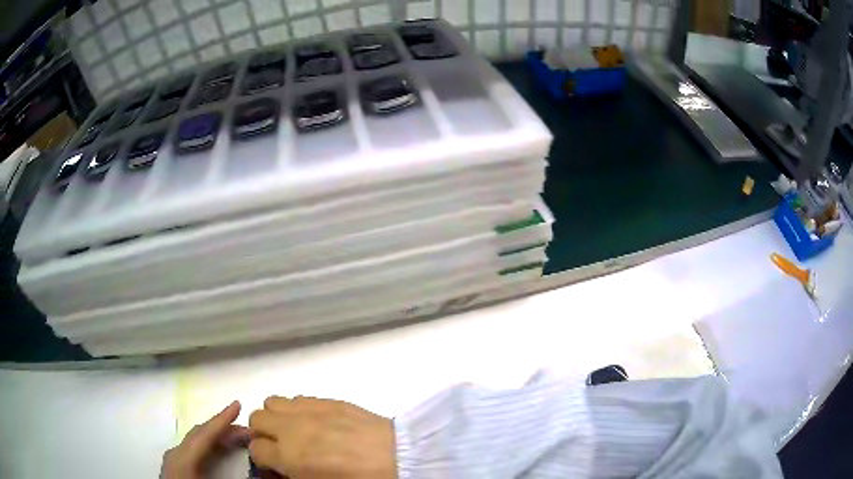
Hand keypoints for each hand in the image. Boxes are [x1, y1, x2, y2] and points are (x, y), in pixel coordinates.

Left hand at [161, 401, 250, 478]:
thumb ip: (233, 478)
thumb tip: (260, 474)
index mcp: (183, 459)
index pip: (204, 435)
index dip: (222, 419)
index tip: (238, 404)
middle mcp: (176, 454)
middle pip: (200, 434)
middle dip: (224, 428)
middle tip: (250, 430)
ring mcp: (174, 459)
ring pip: (196, 441)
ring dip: (218, 437)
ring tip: (240, 439)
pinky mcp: (176, 466)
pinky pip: (194, 449)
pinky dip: (210, 446)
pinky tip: (220, 451)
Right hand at [249, 396, 395, 478]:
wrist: (397, 458)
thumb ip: (292, 476)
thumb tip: (281, 470)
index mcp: (288, 456)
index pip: (255, 449)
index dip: (262, 458)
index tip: (273, 463)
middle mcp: (291, 428)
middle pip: (257, 419)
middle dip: (263, 433)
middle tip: (280, 445)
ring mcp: (309, 410)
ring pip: (273, 402)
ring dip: (277, 416)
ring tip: (294, 430)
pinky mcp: (328, 400)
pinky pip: (299, 397)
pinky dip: (299, 409)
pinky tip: (316, 421)